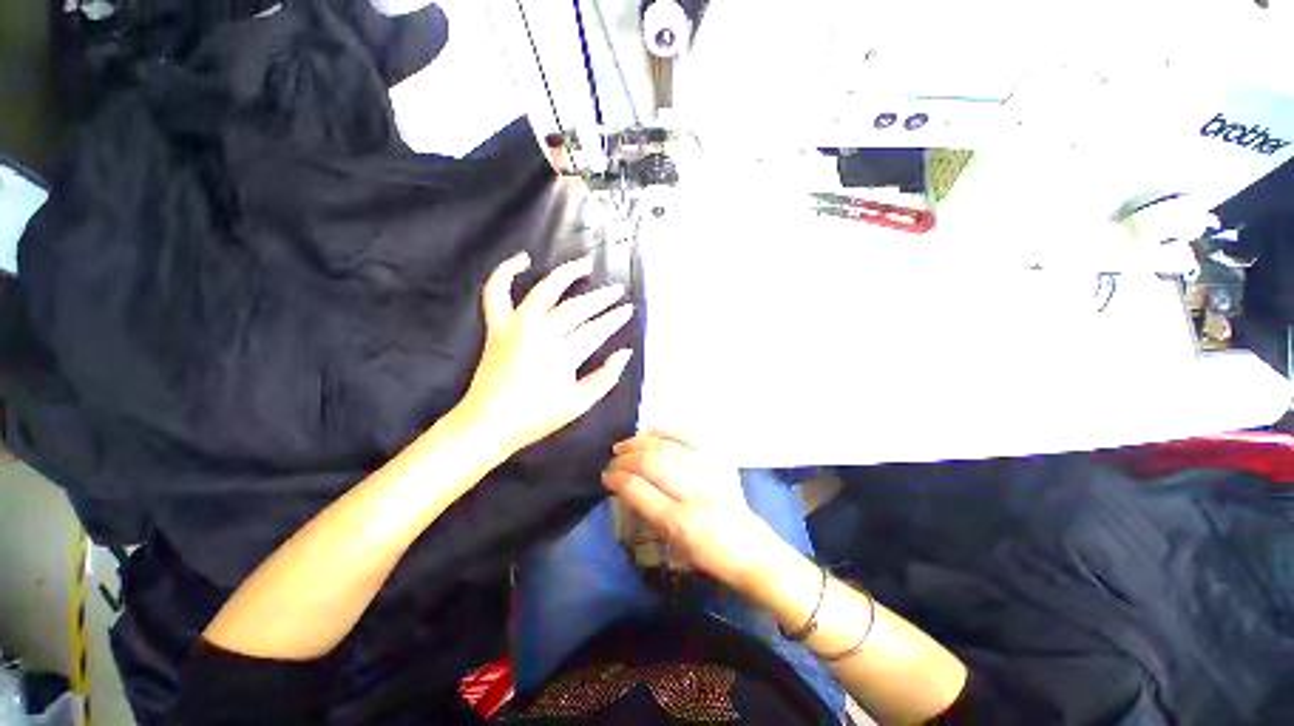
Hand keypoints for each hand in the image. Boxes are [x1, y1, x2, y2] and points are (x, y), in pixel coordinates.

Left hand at [456, 252, 633, 457]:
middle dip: (601, 298)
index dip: (614, 318)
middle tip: (618, 290)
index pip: (596, 329)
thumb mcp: (580, 404)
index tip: (628, 310)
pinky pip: (496, 292)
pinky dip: (505, 272)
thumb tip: (625, 353)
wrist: (488, 423)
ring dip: (567, 273)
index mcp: (562, 354)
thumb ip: (606, 377)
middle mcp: (540, 332)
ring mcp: (515, 325)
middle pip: (576, 307)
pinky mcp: (497, 326)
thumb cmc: (536, 417)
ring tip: (585, 263)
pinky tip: (522, 259)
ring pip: (545, 290)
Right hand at [602, 432, 773, 588]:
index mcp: (680, 522)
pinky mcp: (720, 460)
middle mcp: (694, 493)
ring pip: (666, 446)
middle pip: (650, 463)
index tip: (606, 476)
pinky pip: (687, 437)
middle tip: (613, 460)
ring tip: (625, 445)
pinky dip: (664, 433)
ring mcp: (709, 472)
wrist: (751, 547)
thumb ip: (649, 512)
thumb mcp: (674, 544)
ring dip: (640, 442)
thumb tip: (627, 484)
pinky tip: (650, 435)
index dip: (617, 478)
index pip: (638, 489)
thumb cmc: (709, 555)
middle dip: (625, 459)